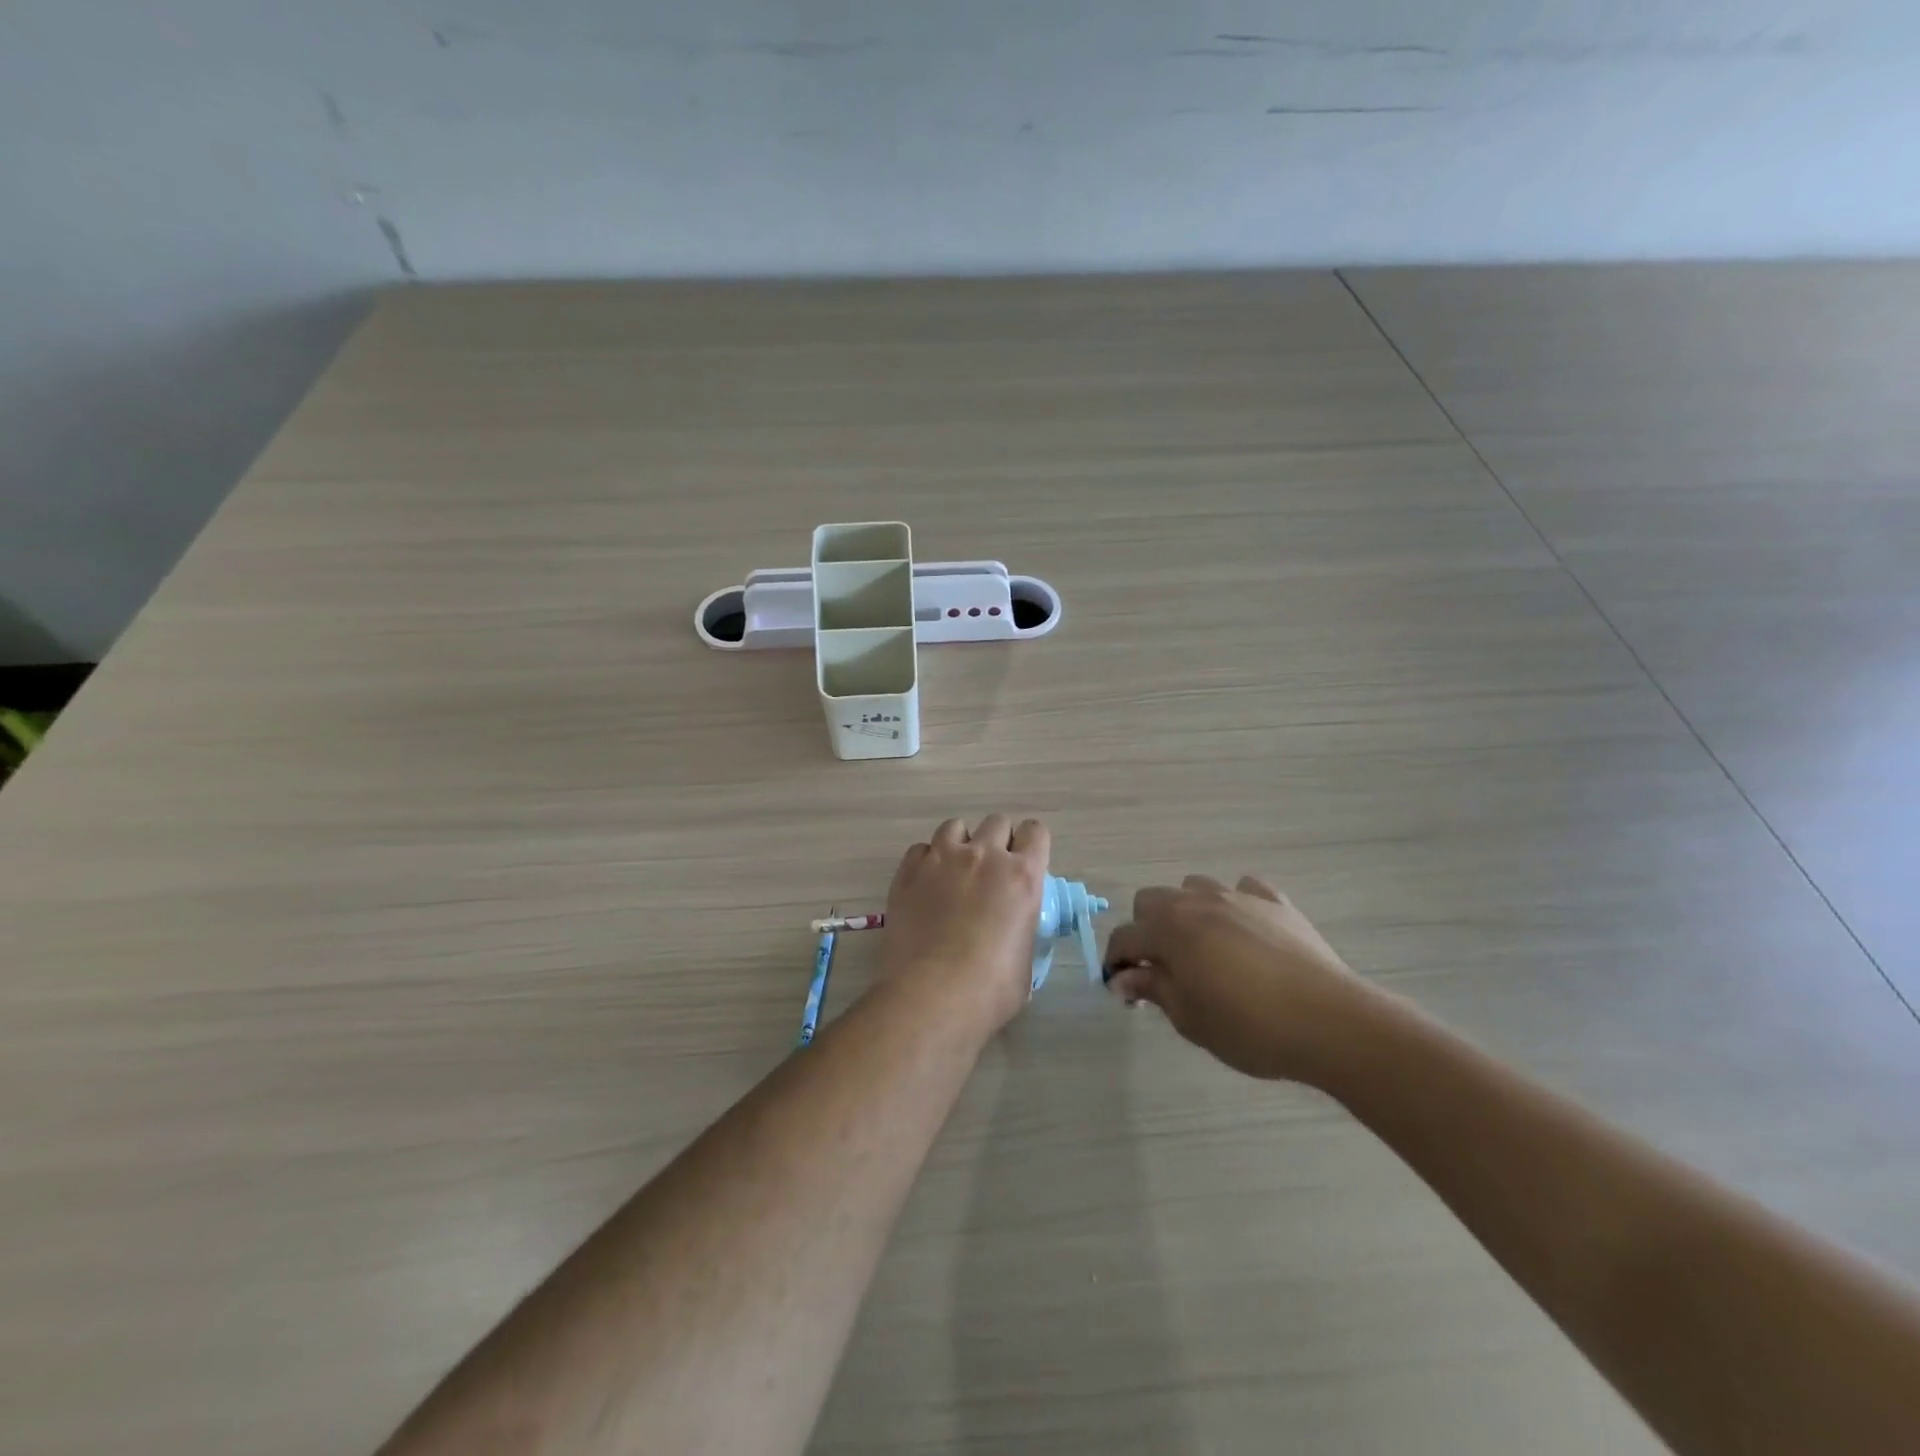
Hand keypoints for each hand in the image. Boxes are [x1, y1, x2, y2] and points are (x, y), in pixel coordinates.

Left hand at [881, 815, 1050, 1035]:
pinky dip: (927, 861)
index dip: (1030, 844)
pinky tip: (926, 885)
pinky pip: (921, 849)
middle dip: (997, 841)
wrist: (932, 995)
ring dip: (960, 844)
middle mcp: (984, 856)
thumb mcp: (1026, 957)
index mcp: (1022, 875)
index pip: (1035, 832)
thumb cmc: (991, 988)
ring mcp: (942, 859)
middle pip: (996, 822)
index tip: (1025, 862)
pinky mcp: (908, 871)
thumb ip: (1023, 927)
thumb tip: (1015, 928)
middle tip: (990, 872)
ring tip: (955, 872)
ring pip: (955, 826)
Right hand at [1104, 875, 1387, 1085]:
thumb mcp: (1190, 1018)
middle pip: (1152, 901)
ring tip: (1203, 948)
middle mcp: (1197, 901)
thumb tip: (1123, 978)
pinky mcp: (1275, 902)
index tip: (1124, 992)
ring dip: (1187, 912)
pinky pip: (1244, 890)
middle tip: (1162, 969)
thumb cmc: (1249, 1026)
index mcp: (1169, 929)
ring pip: (1194, 888)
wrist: (1329, 1021)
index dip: (1117, 964)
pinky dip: (1235, 906)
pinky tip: (1245, 933)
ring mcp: (1238, 897)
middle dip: (1146, 930)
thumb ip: (1153, 989)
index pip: (1125, 938)